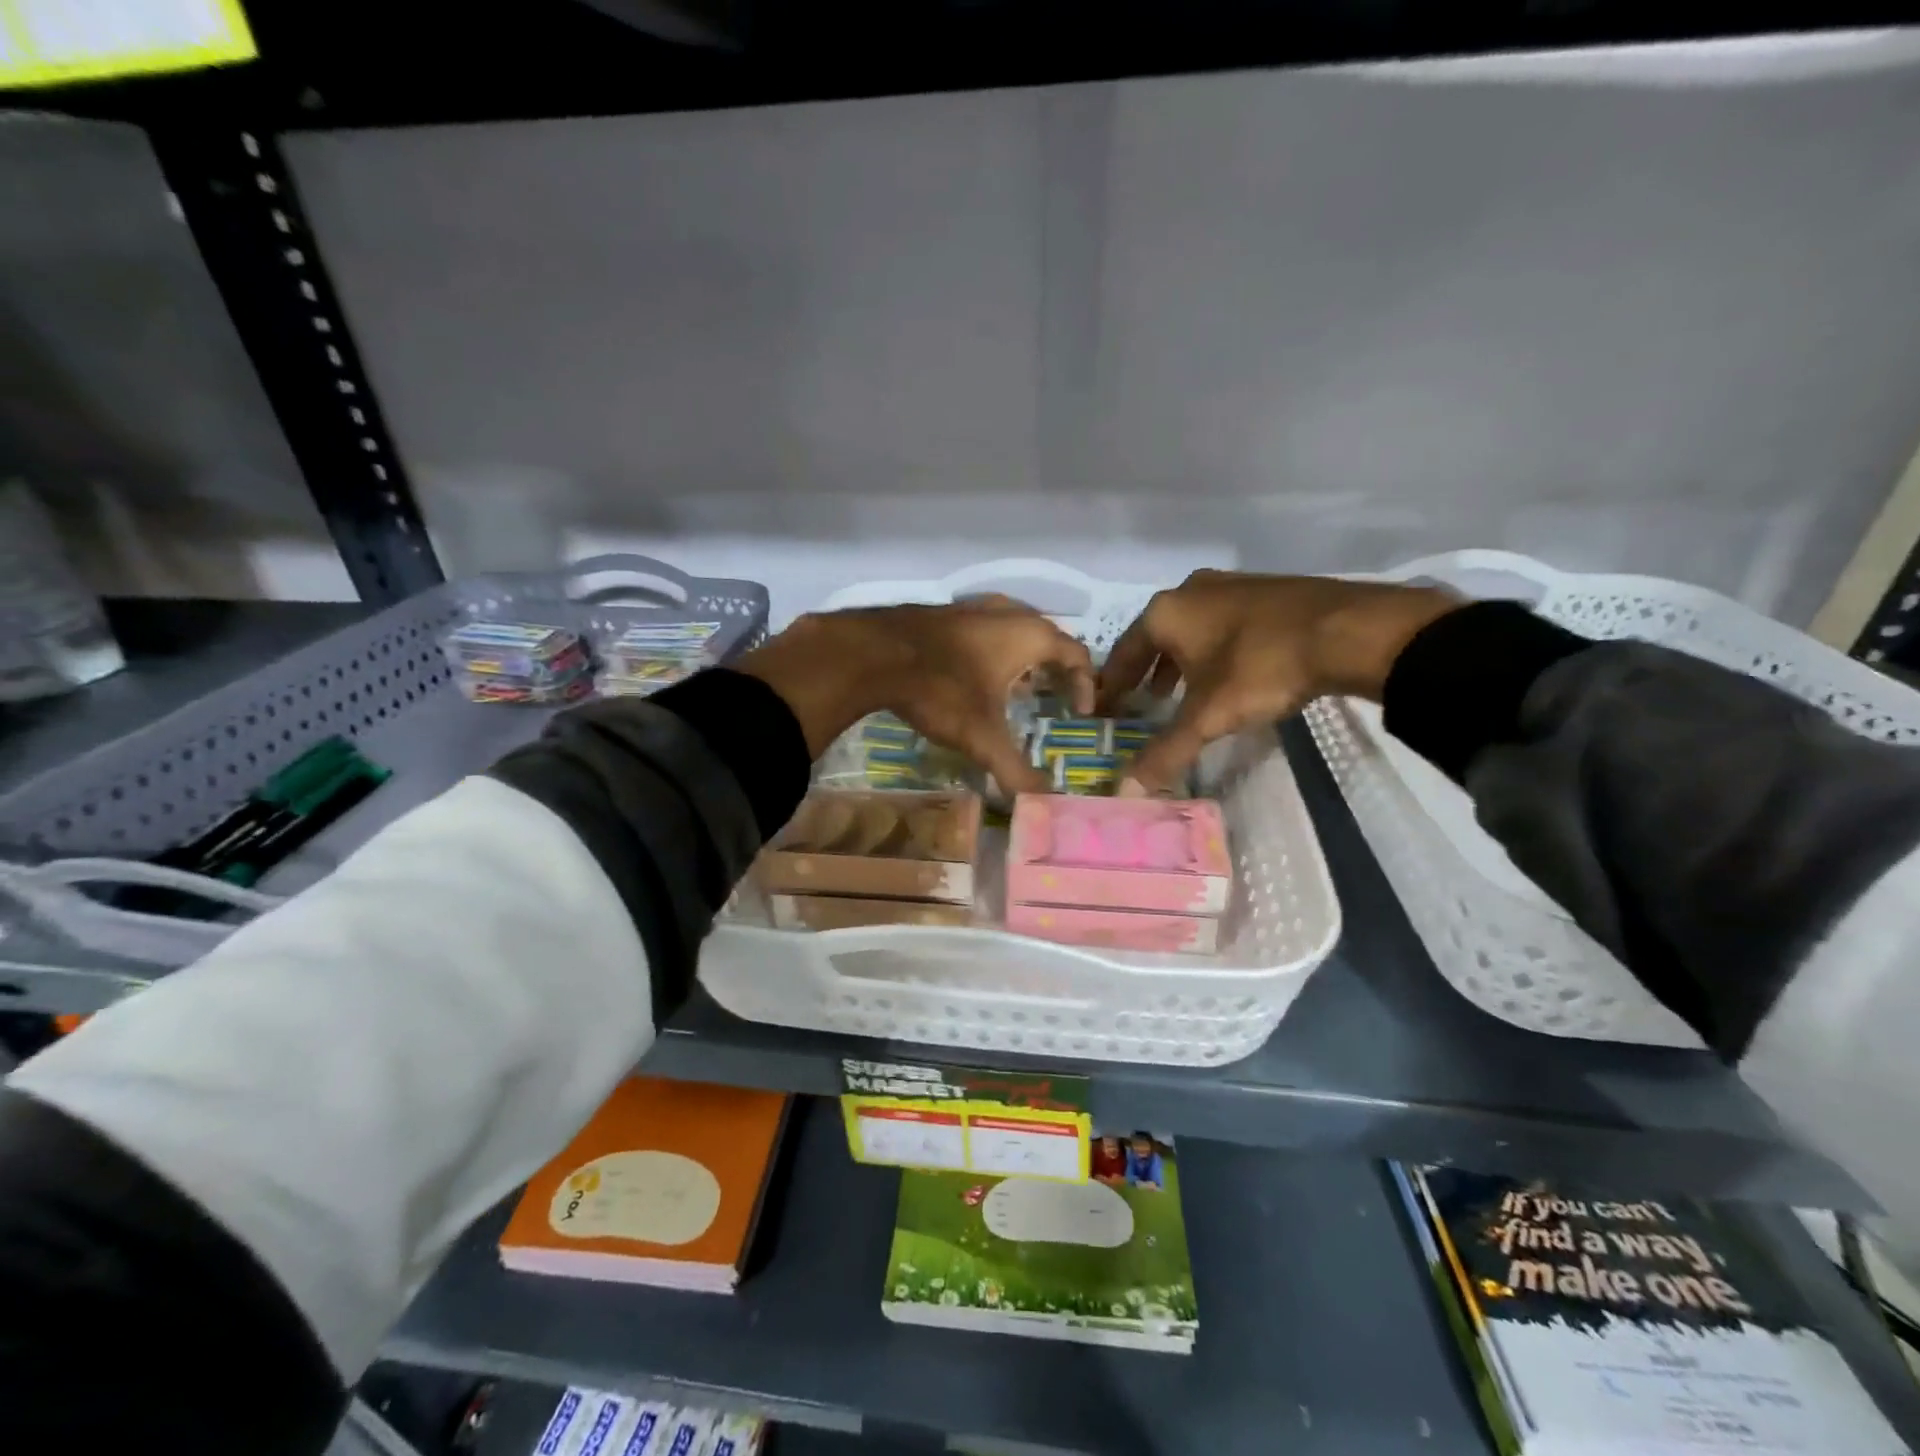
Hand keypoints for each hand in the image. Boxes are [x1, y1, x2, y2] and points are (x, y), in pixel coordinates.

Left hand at [737, 598, 1094, 792]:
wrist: (874, 654)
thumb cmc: (941, 689)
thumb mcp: (983, 737)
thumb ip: (1016, 770)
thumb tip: (1044, 804)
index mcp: (1030, 635)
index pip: (1077, 654)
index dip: (1086, 683)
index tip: (1081, 712)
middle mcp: (1008, 612)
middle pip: (1048, 636)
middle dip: (1056, 668)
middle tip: (1054, 698)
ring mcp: (973, 607)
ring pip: (1014, 628)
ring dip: (1023, 657)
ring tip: (1018, 688)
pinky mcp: (945, 612)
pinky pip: (984, 628)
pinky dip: (992, 650)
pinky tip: (974, 674)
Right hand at [1097, 570, 1460, 793]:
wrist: (1348, 630)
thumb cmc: (1261, 668)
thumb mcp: (1208, 716)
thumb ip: (1165, 752)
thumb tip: (1125, 792)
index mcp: (1165, 612)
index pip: (1123, 652)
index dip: (1113, 684)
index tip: (1106, 706)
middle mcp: (1191, 590)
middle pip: (1155, 636)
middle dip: (1147, 671)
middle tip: (1143, 701)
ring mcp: (1231, 585)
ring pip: (1191, 628)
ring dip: (1181, 660)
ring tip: (1181, 690)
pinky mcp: (1266, 589)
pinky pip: (1223, 622)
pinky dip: (1213, 648)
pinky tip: (1228, 671)